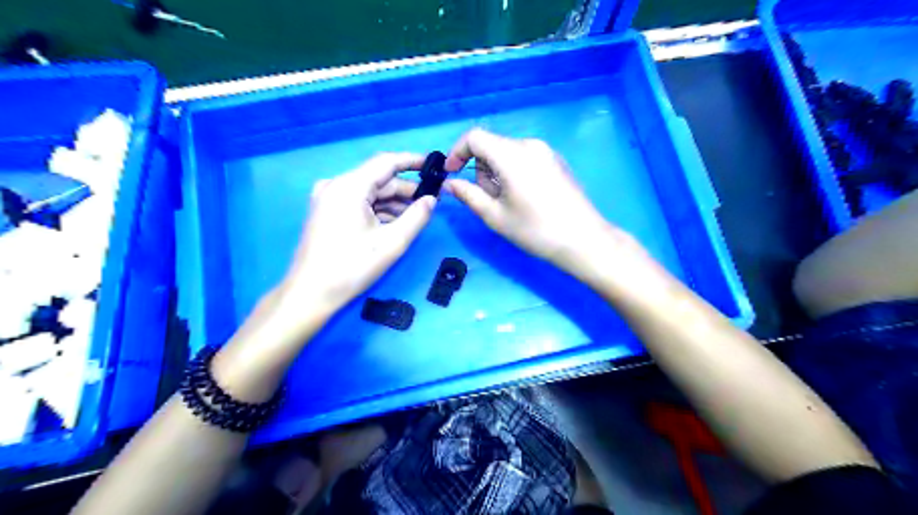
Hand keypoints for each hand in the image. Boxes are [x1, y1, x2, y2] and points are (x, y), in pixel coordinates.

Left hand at [280, 152, 436, 319]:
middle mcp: (336, 185)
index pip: (386, 162)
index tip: (435, 165)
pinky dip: (378, 210)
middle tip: (433, 199)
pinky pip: (358, 202)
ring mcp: (328, 198)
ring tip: (418, 213)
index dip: (413, 161)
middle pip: (378, 179)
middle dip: (406, 189)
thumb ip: (417, 216)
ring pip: (369, 192)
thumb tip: (432, 199)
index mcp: (349, 186)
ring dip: (393, 202)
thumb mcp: (392, 242)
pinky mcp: (326, 212)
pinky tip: (396, 222)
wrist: (310, 294)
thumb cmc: (352, 267)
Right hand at [442, 128, 616, 273]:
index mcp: (512, 154)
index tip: (452, 174)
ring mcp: (546, 151)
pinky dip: (514, 171)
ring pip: (507, 152)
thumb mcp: (495, 216)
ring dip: (497, 172)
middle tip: (488, 199)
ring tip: (508, 202)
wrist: (583, 239)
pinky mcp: (556, 160)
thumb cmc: (535, 230)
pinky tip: (525, 197)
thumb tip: (450, 184)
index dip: (457, 152)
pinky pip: (525, 157)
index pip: (474, 137)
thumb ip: (468, 195)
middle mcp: (529, 144)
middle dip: (480, 169)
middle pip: (491, 145)